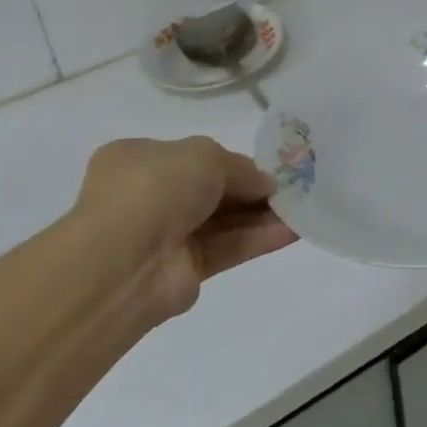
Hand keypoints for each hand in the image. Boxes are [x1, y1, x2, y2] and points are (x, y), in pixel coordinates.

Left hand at [74, 136, 296, 321]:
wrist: (125, 260)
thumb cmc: (156, 186)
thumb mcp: (205, 155)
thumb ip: (240, 168)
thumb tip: (266, 183)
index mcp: (138, 158)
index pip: (191, 156)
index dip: (230, 161)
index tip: (266, 166)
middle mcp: (148, 196)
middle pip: (210, 190)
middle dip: (250, 189)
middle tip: (292, 187)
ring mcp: (165, 235)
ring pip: (222, 221)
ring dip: (260, 214)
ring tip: (302, 207)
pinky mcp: (184, 271)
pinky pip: (227, 248)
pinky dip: (257, 239)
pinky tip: (292, 231)